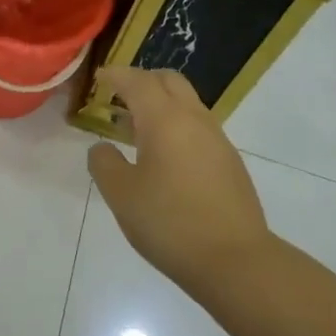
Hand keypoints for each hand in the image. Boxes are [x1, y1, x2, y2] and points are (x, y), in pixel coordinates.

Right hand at [86, 67, 271, 293]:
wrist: (236, 260)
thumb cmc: (170, 223)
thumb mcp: (121, 195)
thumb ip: (104, 163)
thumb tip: (102, 147)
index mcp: (165, 119)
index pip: (138, 81)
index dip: (116, 75)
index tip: (99, 78)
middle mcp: (194, 119)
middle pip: (169, 81)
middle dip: (143, 81)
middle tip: (119, 96)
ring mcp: (217, 139)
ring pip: (187, 103)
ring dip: (161, 104)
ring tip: (137, 129)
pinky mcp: (230, 161)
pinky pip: (198, 127)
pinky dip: (177, 125)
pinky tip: (165, 156)